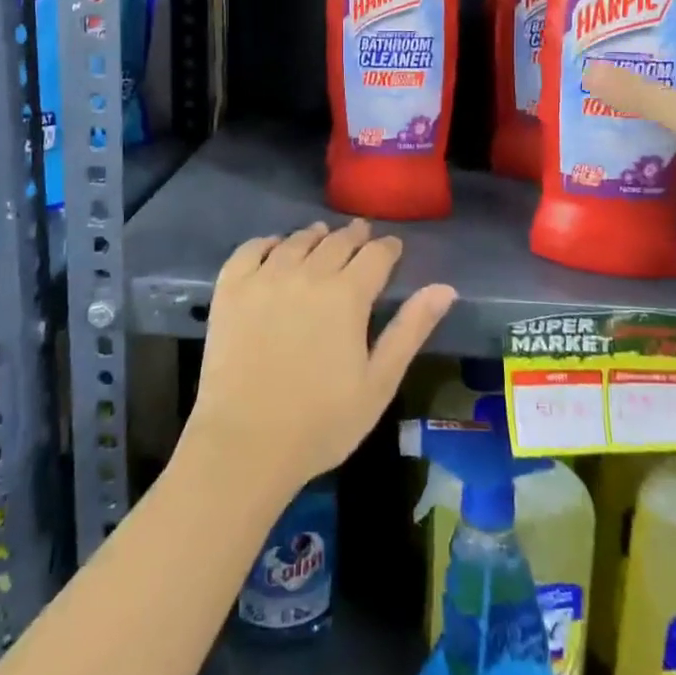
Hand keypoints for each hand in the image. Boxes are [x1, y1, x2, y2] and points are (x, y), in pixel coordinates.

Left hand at [185, 221, 455, 499]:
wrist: (246, 442)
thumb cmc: (322, 421)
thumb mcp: (379, 382)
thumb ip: (411, 329)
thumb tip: (445, 288)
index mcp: (347, 295)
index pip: (375, 256)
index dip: (388, 248)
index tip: (393, 247)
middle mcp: (307, 274)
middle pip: (336, 242)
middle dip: (354, 235)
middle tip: (361, 232)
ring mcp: (264, 278)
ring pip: (296, 242)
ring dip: (314, 235)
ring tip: (321, 234)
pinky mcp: (230, 289)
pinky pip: (250, 250)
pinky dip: (267, 242)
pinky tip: (274, 247)